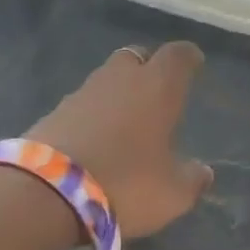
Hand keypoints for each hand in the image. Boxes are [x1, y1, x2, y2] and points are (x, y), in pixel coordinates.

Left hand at [27, 43, 214, 238]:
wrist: (47, 193)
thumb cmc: (125, 185)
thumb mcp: (172, 194)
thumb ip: (192, 179)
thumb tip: (203, 172)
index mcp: (156, 88)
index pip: (178, 56)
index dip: (188, 59)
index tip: (194, 64)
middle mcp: (118, 79)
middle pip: (136, 58)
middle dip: (148, 69)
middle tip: (157, 93)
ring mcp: (80, 93)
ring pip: (106, 81)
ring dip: (117, 94)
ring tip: (126, 122)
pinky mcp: (52, 114)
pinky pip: (82, 106)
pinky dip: (93, 116)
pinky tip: (95, 141)